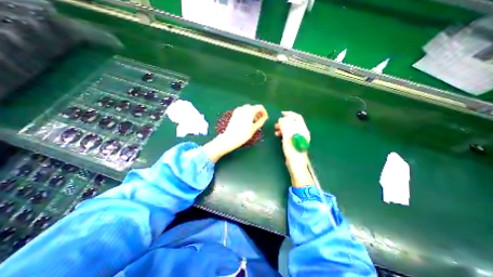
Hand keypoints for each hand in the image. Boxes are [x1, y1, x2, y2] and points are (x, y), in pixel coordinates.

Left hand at [203, 104, 267, 163]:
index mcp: (250, 111)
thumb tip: (265, 117)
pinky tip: (247, 121)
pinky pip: (243, 111)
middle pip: (254, 107)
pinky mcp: (234, 113)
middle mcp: (244, 108)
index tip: (265, 118)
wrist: (230, 138)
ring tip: (254, 122)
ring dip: (253, 113)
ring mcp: (238, 110)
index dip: (264, 112)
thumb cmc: (243, 134)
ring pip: (248, 109)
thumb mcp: (254, 128)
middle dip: (258, 113)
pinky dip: (247, 114)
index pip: (260, 107)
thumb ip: (261, 121)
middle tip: (260, 121)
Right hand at [273, 111, 311, 186]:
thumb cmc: (292, 151)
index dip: (289, 114)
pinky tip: (279, 136)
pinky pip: (289, 135)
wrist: (296, 164)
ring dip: (283, 128)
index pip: (297, 117)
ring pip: (290, 129)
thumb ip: (285, 126)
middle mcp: (302, 132)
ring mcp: (299, 138)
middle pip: (293, 123)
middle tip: (276, 124)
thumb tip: (282, 119)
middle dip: (284, 122)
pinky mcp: (295, 142)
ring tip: (276, 131)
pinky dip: (284, 134)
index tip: (281, 114)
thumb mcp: (288, 137)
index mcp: (303, 130)